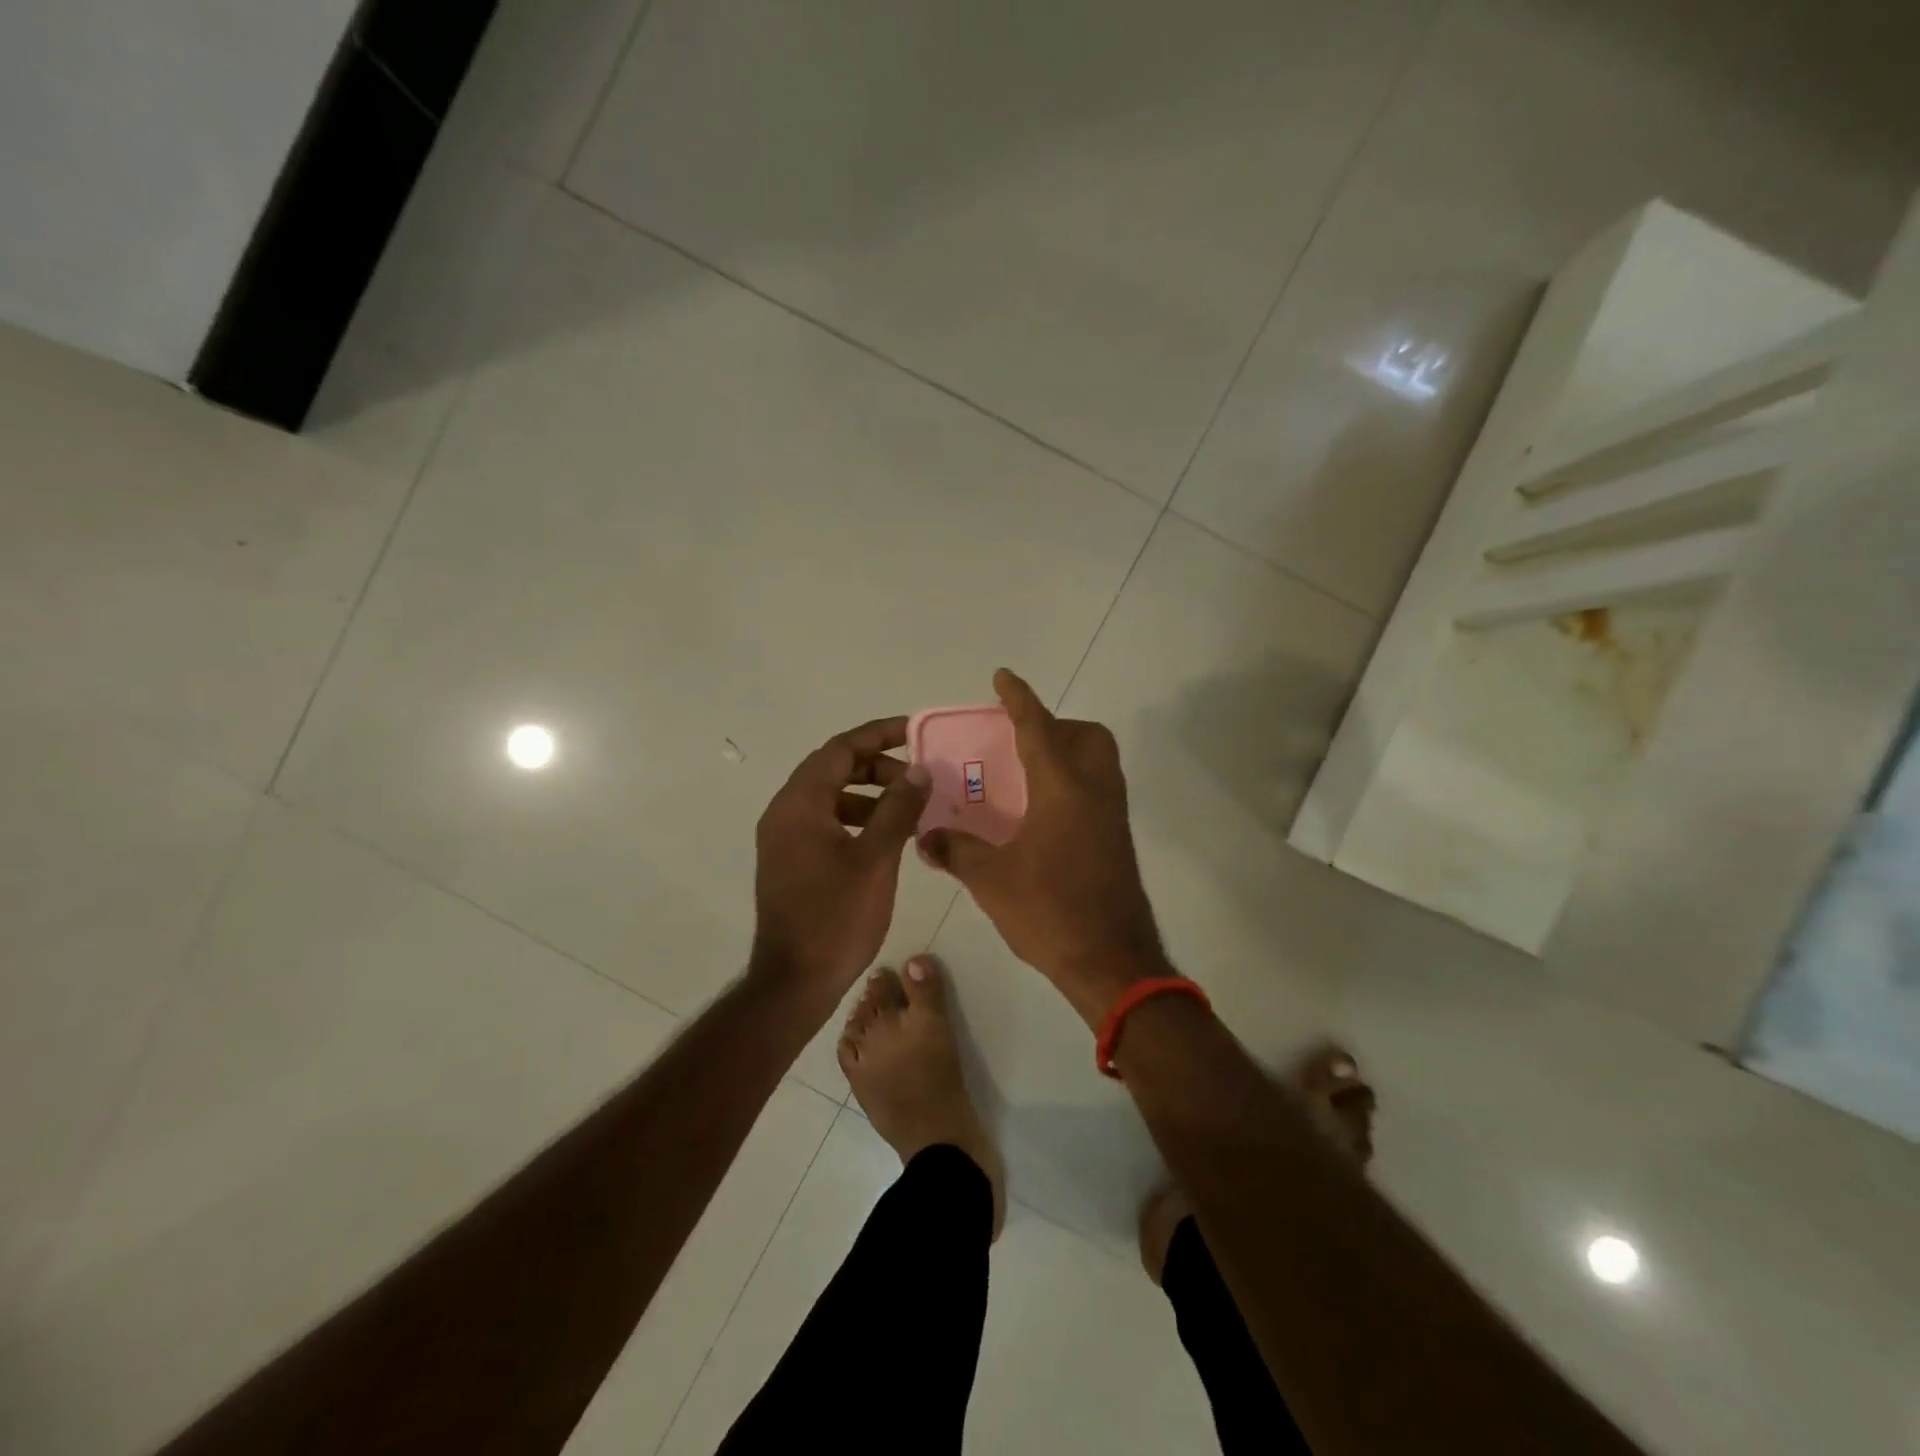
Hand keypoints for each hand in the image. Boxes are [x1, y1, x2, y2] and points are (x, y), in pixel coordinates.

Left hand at [751, 717, 930, 1009]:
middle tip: (918, 776)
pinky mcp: (790, 860)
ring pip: (831, 796)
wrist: (795, 982)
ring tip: (909, 807)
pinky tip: (887, 836)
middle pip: (833, 768)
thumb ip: (898, 809)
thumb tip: (919, 770)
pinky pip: (825, 821)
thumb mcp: (876, 859)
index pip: (840, 749)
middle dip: (877, 765)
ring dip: (869, 793)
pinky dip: (857, 818)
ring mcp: (784, 838)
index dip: (879, 734)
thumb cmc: (836, 917)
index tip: (915, 732)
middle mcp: (785, 812)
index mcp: (800, 804)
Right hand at [921, 670, 1167, 1025]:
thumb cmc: (1050, 912)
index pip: (1038, 728)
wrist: (1112, 961)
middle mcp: (1095, 791)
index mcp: (1063, 789)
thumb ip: (956, 850)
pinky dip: (1075, 783)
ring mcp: (1113, 815)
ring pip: (1099, 762)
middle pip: (1088, 736)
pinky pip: (1099, 790)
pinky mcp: (1118, 839)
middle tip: (1020, 744)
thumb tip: (926, 836)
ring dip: (1068, 753)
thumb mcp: (991, 880)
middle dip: (1056, 726)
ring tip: (1028, 777)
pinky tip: (1044, 815)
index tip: (1003, 676)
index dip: (1019, 699)